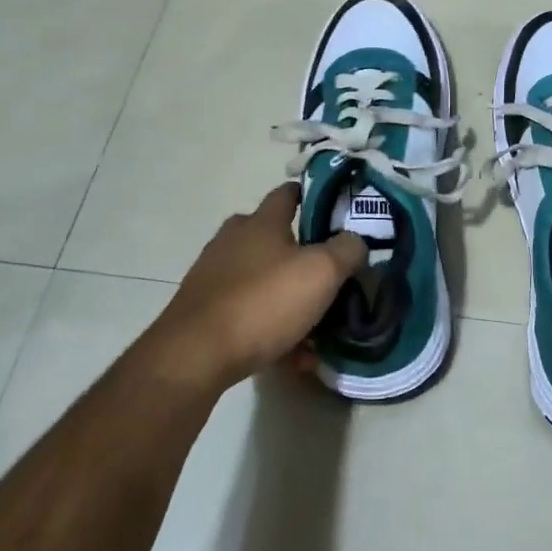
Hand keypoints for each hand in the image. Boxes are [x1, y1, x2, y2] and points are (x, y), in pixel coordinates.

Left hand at [147, 184, 365, 389]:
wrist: (195, 356)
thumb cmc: (263, 302)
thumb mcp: (322, 272)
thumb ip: (347, 250)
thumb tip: (356, 241)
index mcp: (261, 222)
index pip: (287, 193)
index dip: (312, 196)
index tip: (336, 209)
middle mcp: (233, 241)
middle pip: (274, 238)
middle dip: (302, 254)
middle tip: (330, 274)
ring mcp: (214, 276)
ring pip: (263, 280)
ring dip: (290, 299)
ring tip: (319, 328)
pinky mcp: (204, 312)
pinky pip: (250, 314)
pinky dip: (273, 329)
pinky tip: (294, 357)